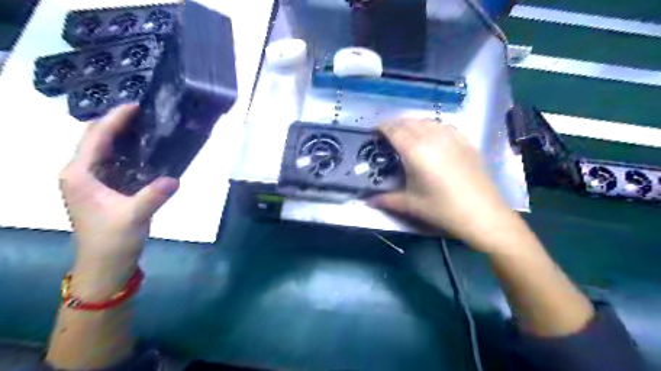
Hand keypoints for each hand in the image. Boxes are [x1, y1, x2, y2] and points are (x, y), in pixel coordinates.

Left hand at [57, 106, 175, 273]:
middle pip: (95, 139)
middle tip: (145, 114)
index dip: (115, 119)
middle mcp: (80, 174)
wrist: (106, 264)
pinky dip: (127, 152)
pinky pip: (114, 162)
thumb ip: (153, 195)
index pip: (95, 137)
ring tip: (147, 127)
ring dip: (122, 136)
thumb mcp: (134, 217)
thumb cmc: (112, 240)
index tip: (135, 105)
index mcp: (80, 175)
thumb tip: (175, 178)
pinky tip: (147, 152)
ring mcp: (91, 182)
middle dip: (117, 123)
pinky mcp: (103, 190)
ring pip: (104, 150)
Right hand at [374, 118, 518, 251]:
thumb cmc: (443, 209)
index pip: (394, 130)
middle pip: (409, 122)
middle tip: (387, 136)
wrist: (483, 214)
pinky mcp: (466, 142)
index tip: (374, 131)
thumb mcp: (411, 205)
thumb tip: (367, 201)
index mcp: (416, 151)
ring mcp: (452, 137)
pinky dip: (432, 127)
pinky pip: (444, 126)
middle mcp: (433, 138)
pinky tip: (431, 136)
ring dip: (413, 124)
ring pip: (427, 121)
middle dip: (395, 125)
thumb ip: (386, 199)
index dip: (382, 127)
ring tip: (406, 135)